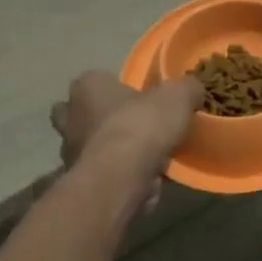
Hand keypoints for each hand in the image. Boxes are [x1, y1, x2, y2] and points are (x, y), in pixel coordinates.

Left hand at [50, 71, 203, 214]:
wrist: (120, 179)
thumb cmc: (141, 126)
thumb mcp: (177, 96)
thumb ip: (186, 88)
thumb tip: (192, 89)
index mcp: (87, 86)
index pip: (98, 79)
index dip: (119, 88)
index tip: (141, 99)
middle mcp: (70, 116)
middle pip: (85, 114)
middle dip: (104, 119)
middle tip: (135, 126)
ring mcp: (70, 151)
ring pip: (92, 145)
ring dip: (112, 150)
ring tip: (146, 156)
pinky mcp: (80, 181)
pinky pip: (103, 172)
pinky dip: (119, 174)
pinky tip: (145, 178)